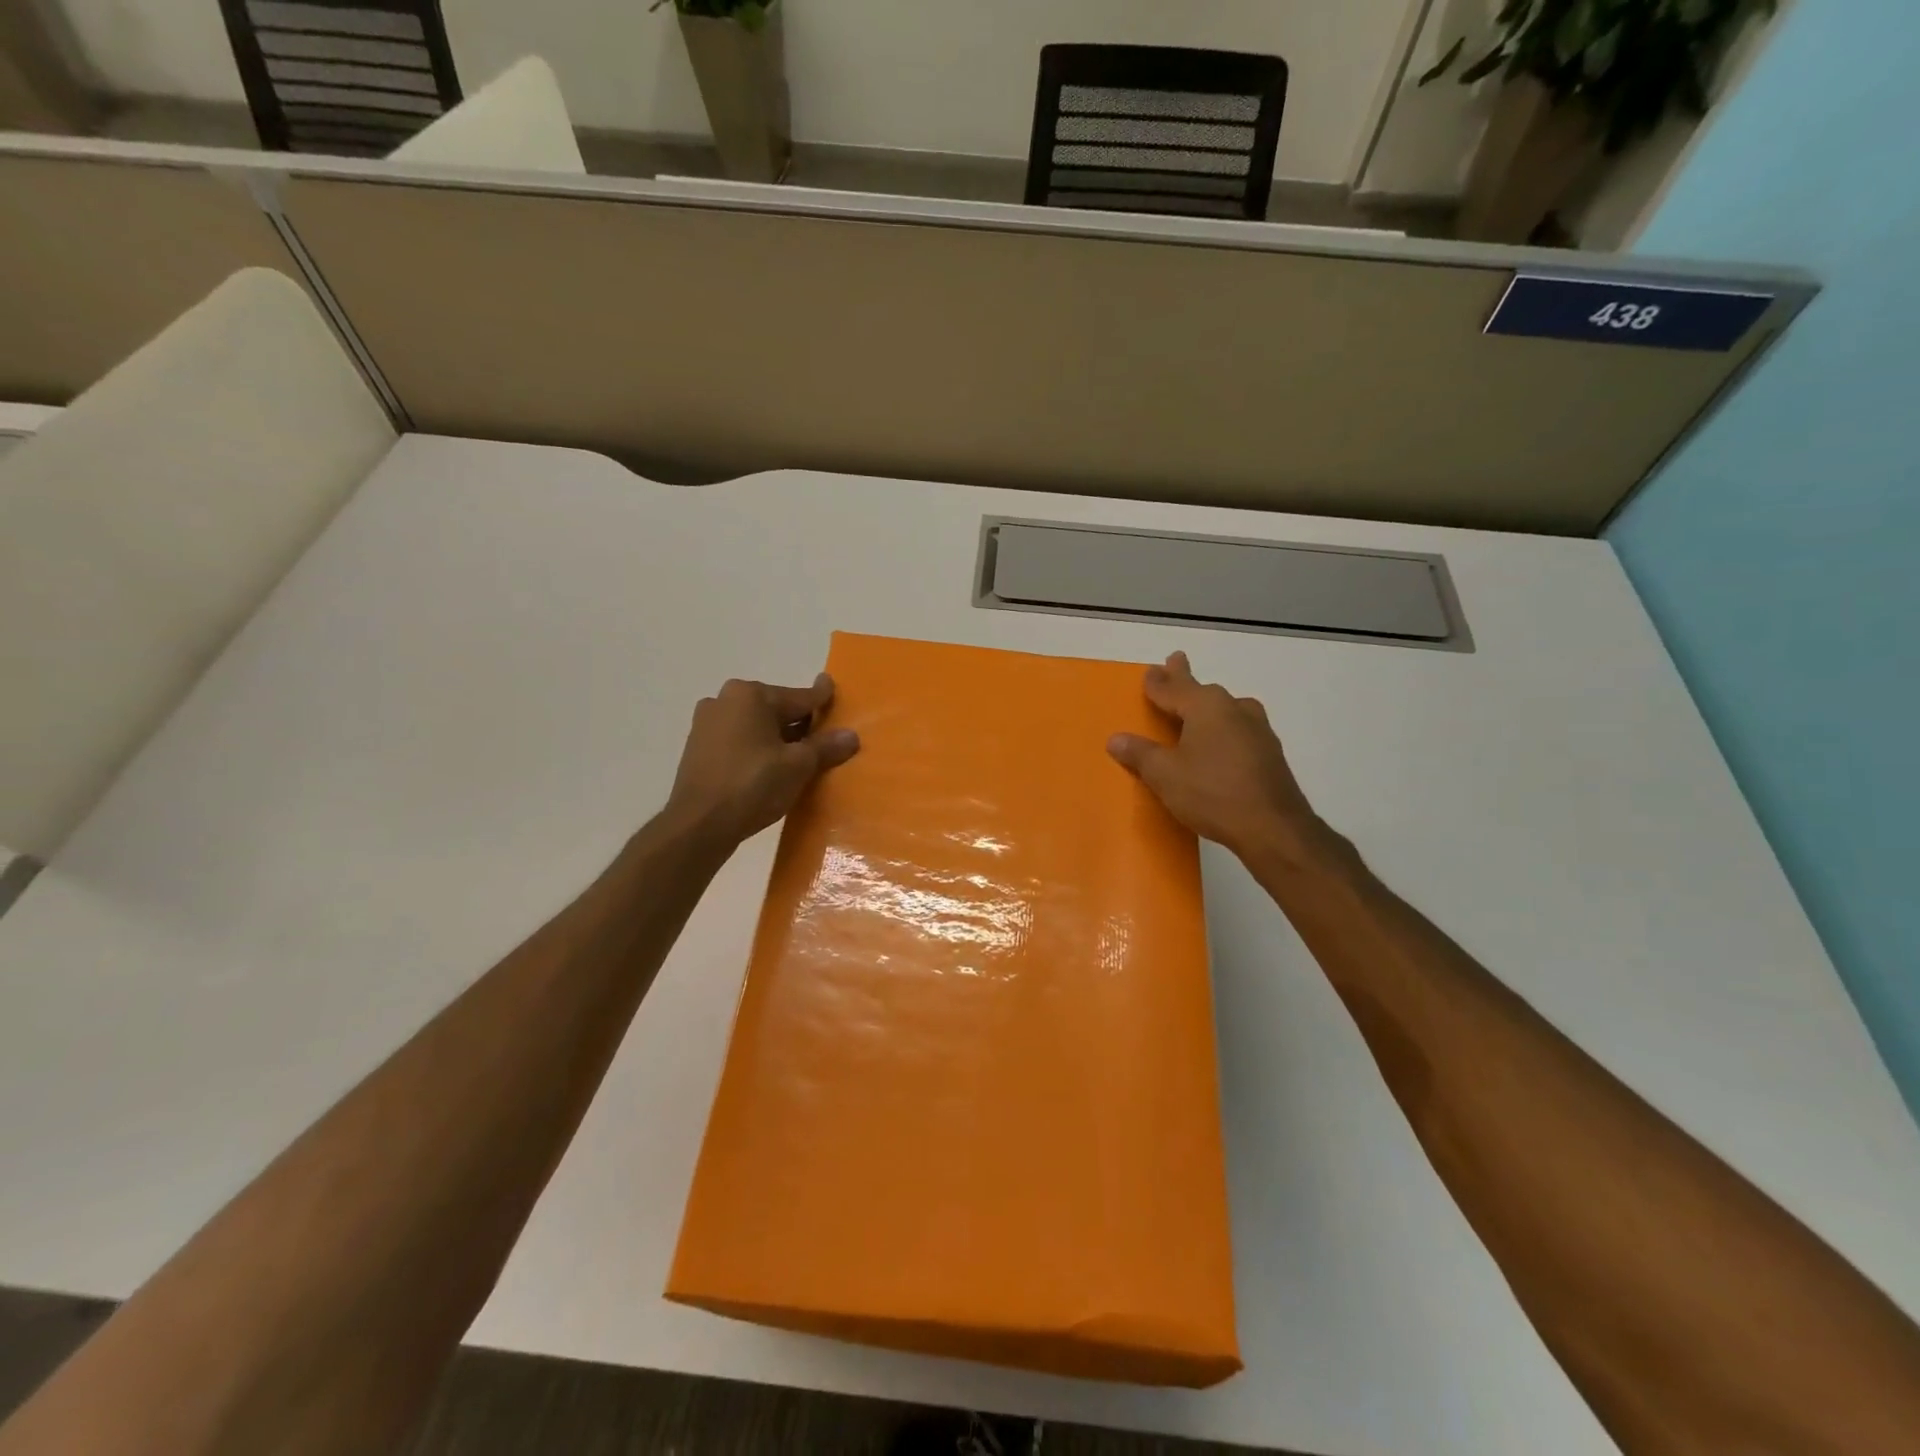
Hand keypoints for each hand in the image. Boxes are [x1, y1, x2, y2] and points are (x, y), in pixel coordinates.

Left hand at [665, 675, 859, 847]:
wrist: (699, 824)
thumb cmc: (753, 785)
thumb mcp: (798, 766)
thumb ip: (825, 747)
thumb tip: (852, 735)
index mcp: (750, 695)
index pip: (799, 696)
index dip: (821, 698)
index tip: (831, 686)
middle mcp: (725, 700)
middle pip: (775, 709)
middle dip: (798, 722)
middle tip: (822, 736)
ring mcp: (706, 723)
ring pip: (755, 726)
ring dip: (776, 737)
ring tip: (798, 756)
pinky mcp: (697, 748)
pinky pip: (738, 740)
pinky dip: (756, 749)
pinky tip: (769, 767)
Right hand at [1107, 652, 1331, 867]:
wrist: (1273, 827)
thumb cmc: (1212, 793)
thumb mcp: (1165, 775)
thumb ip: (1140, 754)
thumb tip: (1116, 739)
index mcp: (1206, 706)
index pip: (1174, 688)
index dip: (1158, 681)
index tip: (1151, 670)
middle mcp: (1234, 709)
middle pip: (1203, 691)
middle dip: (1185, 681)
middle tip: (1175, 665)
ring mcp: (1258, 730)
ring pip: (1226, 708)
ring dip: (1208, 705)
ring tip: (1199, 705)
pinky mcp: (1269, 753)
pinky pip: (1238, 729)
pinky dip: (1223, 728)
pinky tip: (1222, 742)